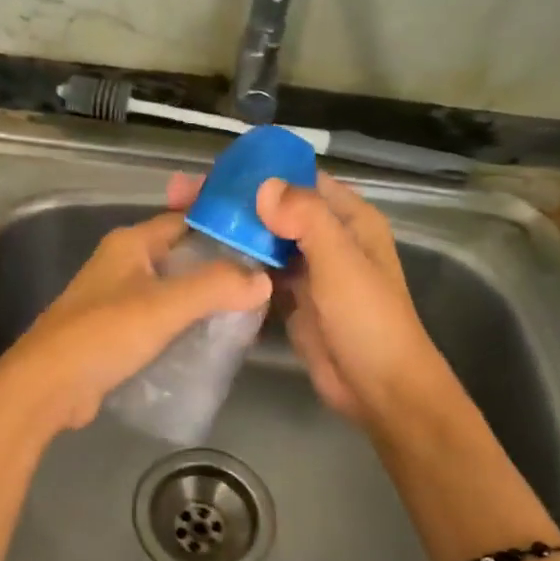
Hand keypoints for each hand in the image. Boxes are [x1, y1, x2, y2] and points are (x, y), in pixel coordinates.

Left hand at [0, 211, 272, 437]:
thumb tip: (263, 279)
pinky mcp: (115, 333)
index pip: (185, 220)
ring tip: (246, 313)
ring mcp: (116, 299)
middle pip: (181, 256)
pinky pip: (159, 320)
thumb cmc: (104, 334)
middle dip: (219, 268)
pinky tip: (210, 341)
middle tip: (263, 282)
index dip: (223, 226)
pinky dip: (183, 326)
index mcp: (129, 244)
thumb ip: (215, 287)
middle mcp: (122, 264)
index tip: (262, 240)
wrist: (48, 386)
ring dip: (202, 300)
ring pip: (171, 291)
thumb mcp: (164, 306)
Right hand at [168, 170, 445, 430]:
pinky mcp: (291, 299)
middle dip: (234, 203)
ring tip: (182, 225)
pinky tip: (200, 261)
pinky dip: (235, 266)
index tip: (213, 172)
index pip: (299, 180)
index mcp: (348, 219)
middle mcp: (327, 238)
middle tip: (183, 198)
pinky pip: (259, 273)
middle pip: (275, 209)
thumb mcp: (341, 263)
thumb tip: (263, 187)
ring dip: (230, 233)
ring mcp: (307, 270)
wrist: (377, 388)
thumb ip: (307, 219)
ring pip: (263, 241)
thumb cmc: (367, 319)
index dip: (259, 172)